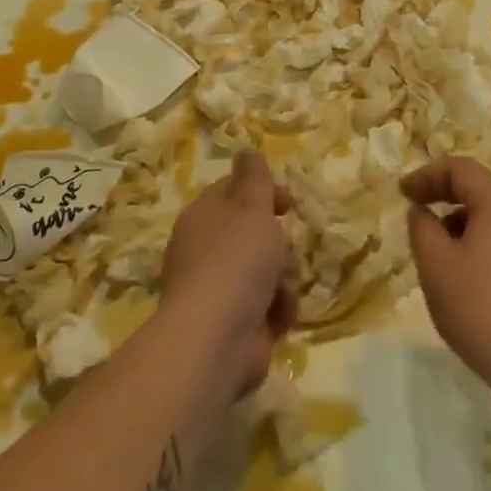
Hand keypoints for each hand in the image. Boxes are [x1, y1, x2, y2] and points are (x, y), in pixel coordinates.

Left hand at [162, 150, 295, 397]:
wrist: (216, 340)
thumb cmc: (235, 261)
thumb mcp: (251, 206)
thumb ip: (254, 177)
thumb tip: (246, 150)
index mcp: (203, 217)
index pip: (233, 192)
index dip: (263, 193)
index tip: (287, 203)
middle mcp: (206, 250)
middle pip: (254, 233)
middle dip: (278, 243)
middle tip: (283, 249)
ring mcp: (219, 289)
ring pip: (266, 269)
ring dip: (283, 278)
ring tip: (281, 289)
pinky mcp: (235, 323)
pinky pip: (267, 304)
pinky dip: (277, 308)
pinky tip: (279, 315)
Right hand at [402, 158, 490, 396]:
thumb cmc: (481, 308)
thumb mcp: (436, 265)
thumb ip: (422, 227)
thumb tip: (422, 211)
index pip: (460, 169)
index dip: (427, 175)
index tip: (402, 193)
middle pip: (479, 190)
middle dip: (443, 198)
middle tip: (417, 216)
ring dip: (461, 223)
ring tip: (438, 253)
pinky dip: (480, 243)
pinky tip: (466, 276)